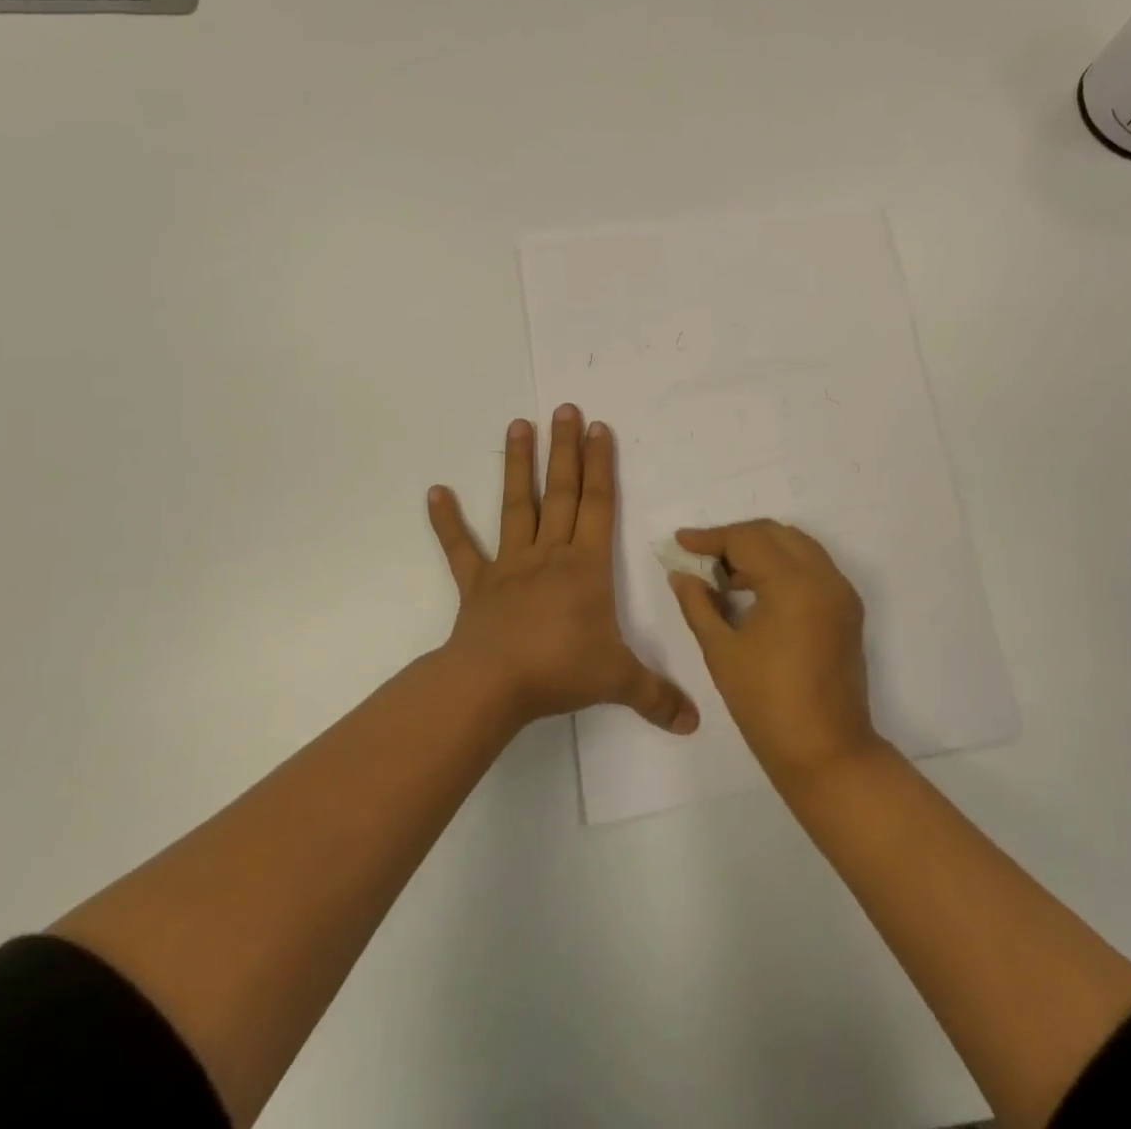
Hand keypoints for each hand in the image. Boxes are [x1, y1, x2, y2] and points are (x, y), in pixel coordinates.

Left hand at [428, 405, 698, 734]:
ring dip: (519, 466)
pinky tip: (435, 492)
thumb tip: (694, 722)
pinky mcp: (478, 584)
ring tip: (519, 425)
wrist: (492, 686)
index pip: (599, 505)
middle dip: (566, 450)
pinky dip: (447, 522)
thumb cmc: (559, 671)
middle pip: (562, 492)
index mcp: (586, 566)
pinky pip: (461, 549)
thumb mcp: (617, 681)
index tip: (599, 428)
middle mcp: (550, 554)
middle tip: (565, 408)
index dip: (601, 465)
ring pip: (517, 506)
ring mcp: (510, 565)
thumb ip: (656, 696)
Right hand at [668, 521, 881, 783]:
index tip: (680, 541)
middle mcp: (824, 576)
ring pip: (797, 546)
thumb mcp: (722, 651)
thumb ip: (698, 604)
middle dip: (736, 539)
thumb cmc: (767, 705)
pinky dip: (784, 566)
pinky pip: (813, 567)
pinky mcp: (848, 609)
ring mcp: (841, 592)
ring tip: (726, 577)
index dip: (710, 538)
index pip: (747, 540)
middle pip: (774, 534)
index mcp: (794, 583)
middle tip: (702, 559)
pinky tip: (757, 590)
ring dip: (761, 550)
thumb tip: (681, 574)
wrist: (827, 753)